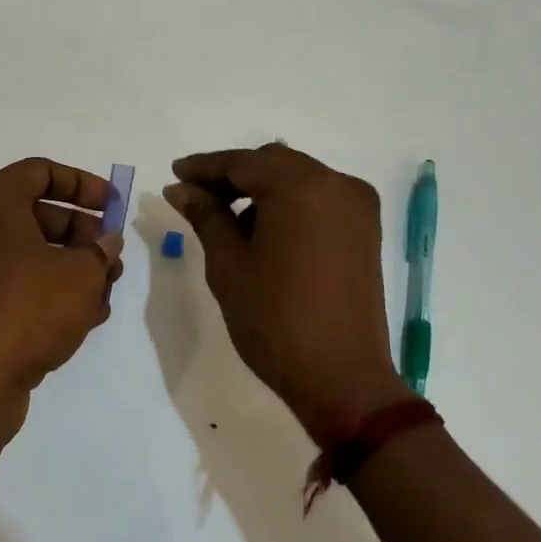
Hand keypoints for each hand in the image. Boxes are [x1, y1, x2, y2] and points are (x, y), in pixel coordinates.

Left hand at [0, 157, 123, 446]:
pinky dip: (47, 289)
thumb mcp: (81, 274)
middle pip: (37, 213)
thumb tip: (104, 243)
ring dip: (71, 266)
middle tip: (112, 258)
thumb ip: (100, 250)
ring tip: (105, 292)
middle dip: (83, 233)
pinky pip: (15, 281)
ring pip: (29, 251)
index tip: (114, 206)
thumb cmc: (27, 310)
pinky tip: (83, 316)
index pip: (41, 171)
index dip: (84, 184)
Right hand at [165, 143, 411, 435]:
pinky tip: (263, 232)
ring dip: (261, 190)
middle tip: (195, 197)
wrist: (342, 378)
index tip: (175, 175)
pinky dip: (288, 204)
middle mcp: (336, 184)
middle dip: (232, 176)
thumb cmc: (274, 320)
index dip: (204, 167)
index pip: (242, 162)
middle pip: (273, 163)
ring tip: (226, 221)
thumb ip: (206, 216)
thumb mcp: (228, 265)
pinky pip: (319, 198)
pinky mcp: (366, 229)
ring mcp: (357, 205)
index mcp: (300, 187)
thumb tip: (180, 188)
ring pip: (297, 178)